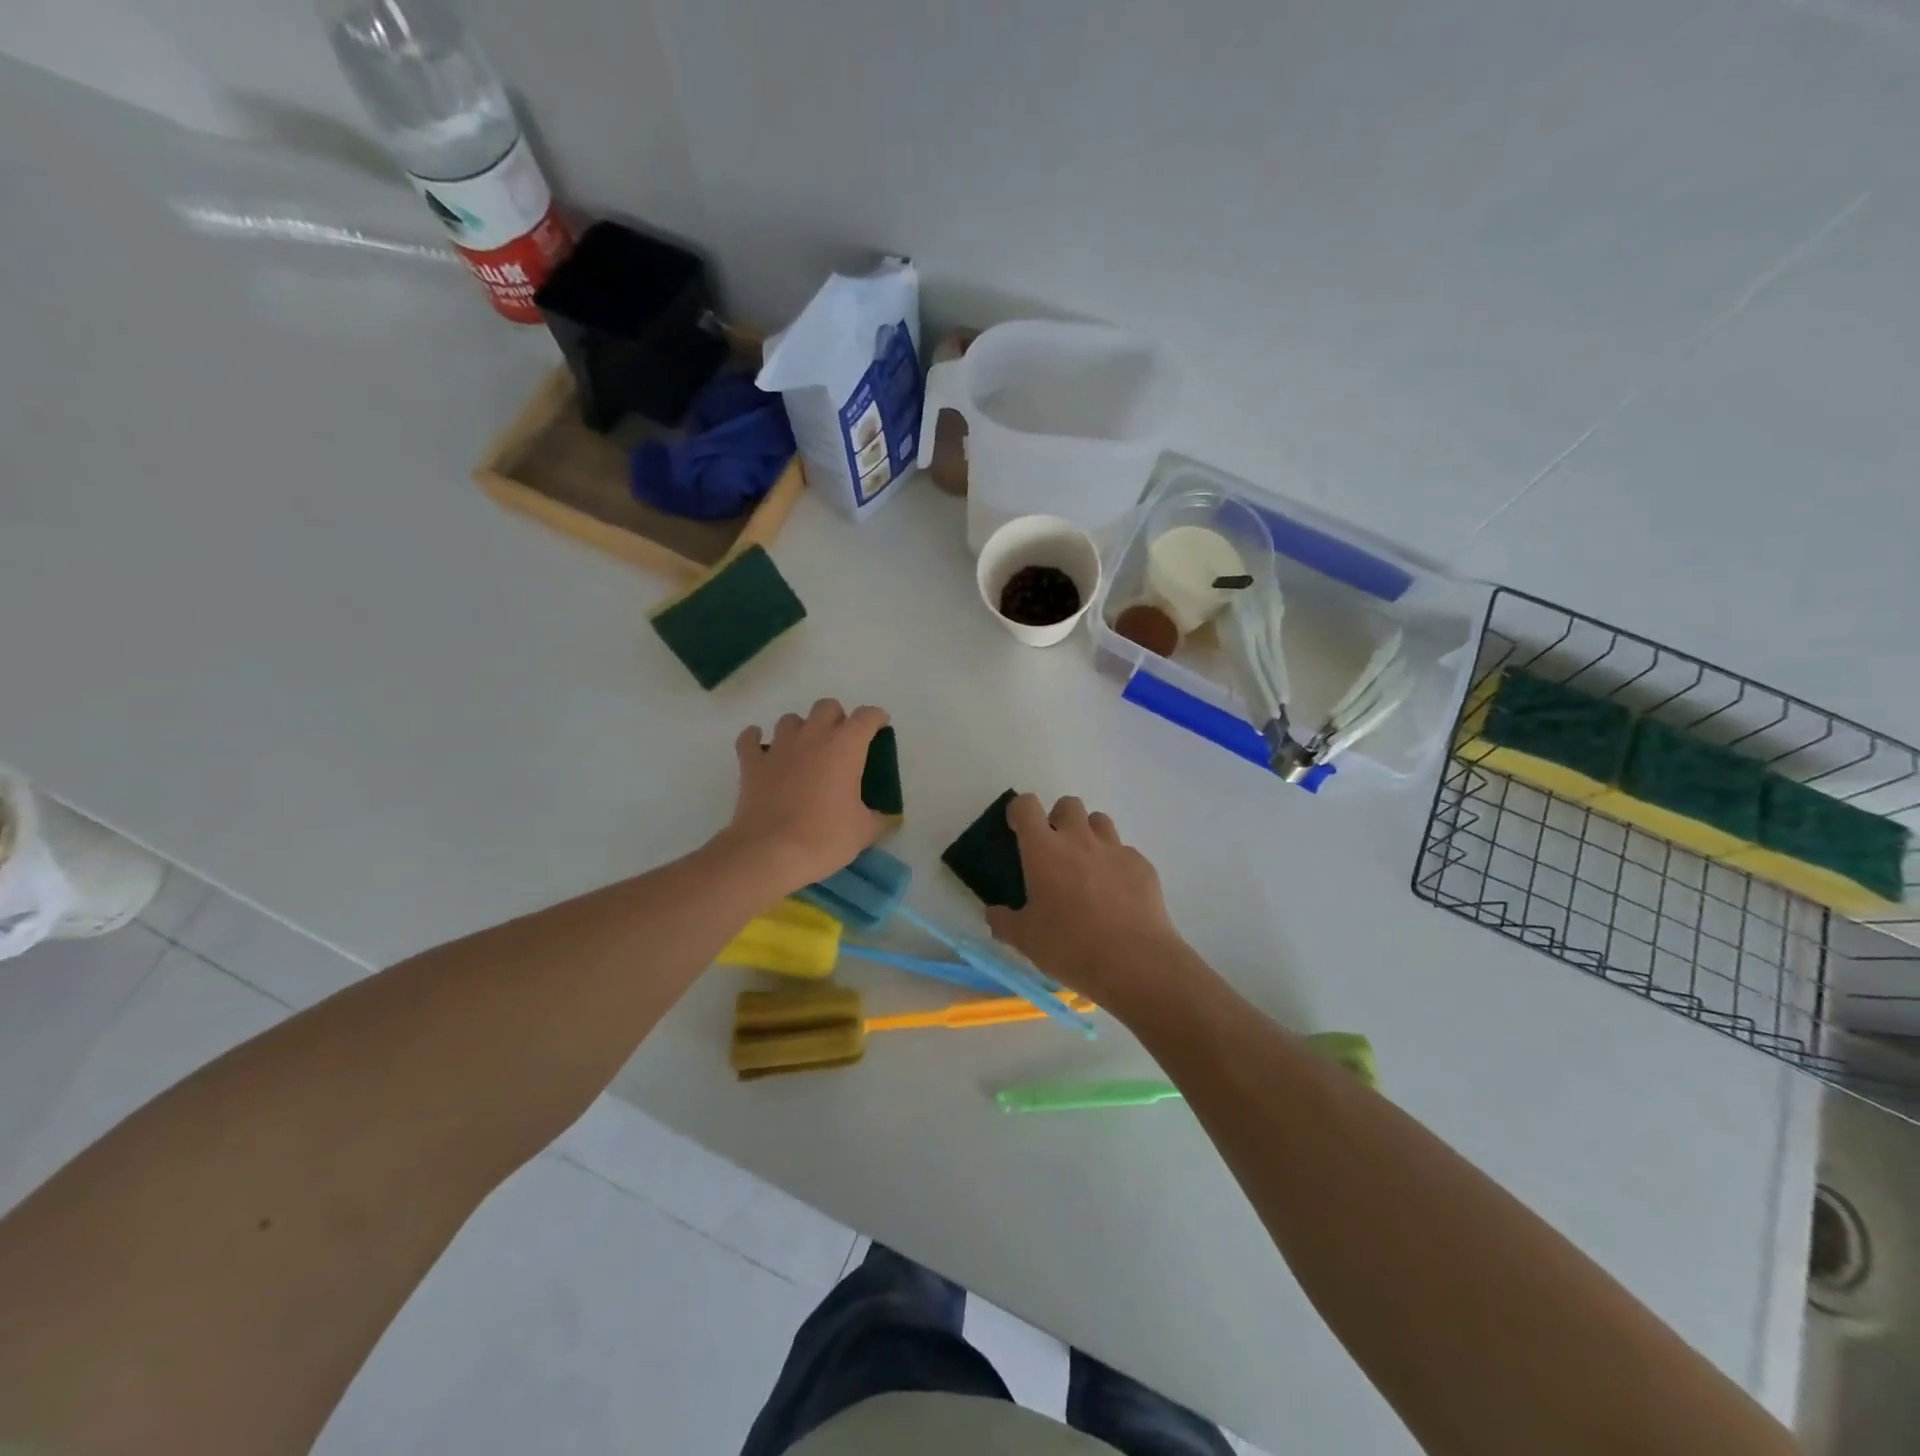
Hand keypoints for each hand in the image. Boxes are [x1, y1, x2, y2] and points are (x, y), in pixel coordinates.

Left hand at [720, 700, 889, 895]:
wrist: (771, 853)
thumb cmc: (825, 838)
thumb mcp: (864, 831)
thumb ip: (878, 817)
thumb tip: (885, 816)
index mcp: (845, 747)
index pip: (867, 717)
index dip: (876, 718)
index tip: (880, 726)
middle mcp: (812, 736)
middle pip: (827, 707)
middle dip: (837, 719)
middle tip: (841, 743)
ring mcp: (779, 747)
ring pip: (790, 720)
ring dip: (801, 729)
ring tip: (805, 750)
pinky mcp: (752, 764)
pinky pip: (749, 739)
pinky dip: (755, 739)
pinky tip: (761, 748)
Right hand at [984, 794, 1186, 1007]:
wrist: (1135, 962)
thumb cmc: (1070, 946)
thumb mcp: (1025, 940)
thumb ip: (1004, 922)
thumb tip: (993, 913)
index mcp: (1044, 850)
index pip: (1026, 806)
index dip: (1019, 811)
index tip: (1017, 827)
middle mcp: (1079, 839)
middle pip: (1068, 804)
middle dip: (1058, 819)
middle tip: (1055, 850)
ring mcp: (1114, 849)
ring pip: (1099, 821)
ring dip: (1089, 834)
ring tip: (1086, 866)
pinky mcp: (1142, 865)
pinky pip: (1125, 852)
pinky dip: (1116, 864)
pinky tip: (1117, 893)